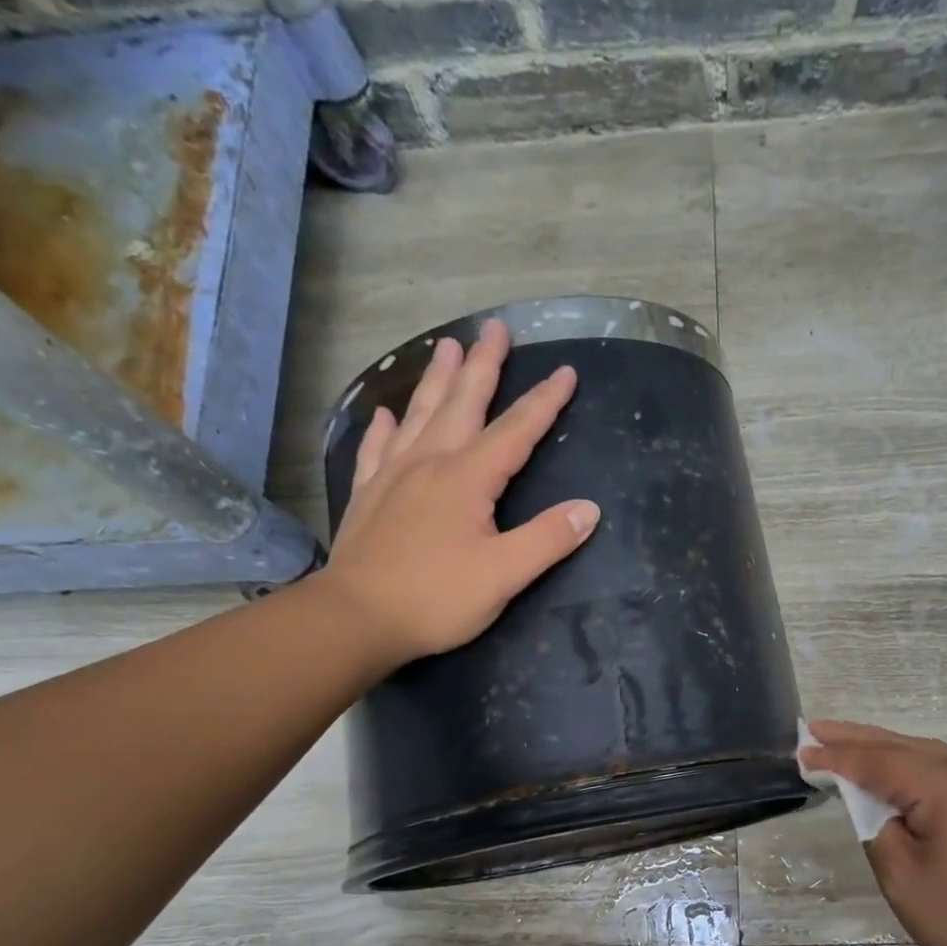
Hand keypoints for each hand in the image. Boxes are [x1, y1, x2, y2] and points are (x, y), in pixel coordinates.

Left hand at [316, 319, 599, 675]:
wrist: (356, 617)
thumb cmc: (436, 598)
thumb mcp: (504, 575)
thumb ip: (548, 539)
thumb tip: (589, 509)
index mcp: (468, 479)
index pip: (516, 431)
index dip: (543, 402)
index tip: (565, 372)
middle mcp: (431, 464)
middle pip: (462, 404)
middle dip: (483, 365)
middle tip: (495, 328)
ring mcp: (393, 476)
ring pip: (420, 415)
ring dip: (437, 380)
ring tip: (447, 346)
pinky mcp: (369, 496)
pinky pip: (377, 449)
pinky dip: (385, 428)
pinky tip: (386, 415)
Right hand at [799, 721, 946, 945]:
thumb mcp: (904, 879)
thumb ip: (877, 827)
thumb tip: (873, 803)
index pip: (877, 761)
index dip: (836, 758)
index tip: (801, 751)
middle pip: (900, 745)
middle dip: (854, 738)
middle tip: (813, 727)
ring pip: (922, 752)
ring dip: (881, 748)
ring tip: (839, 741)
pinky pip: (942, 766)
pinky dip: (908, 764)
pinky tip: (886, 766)